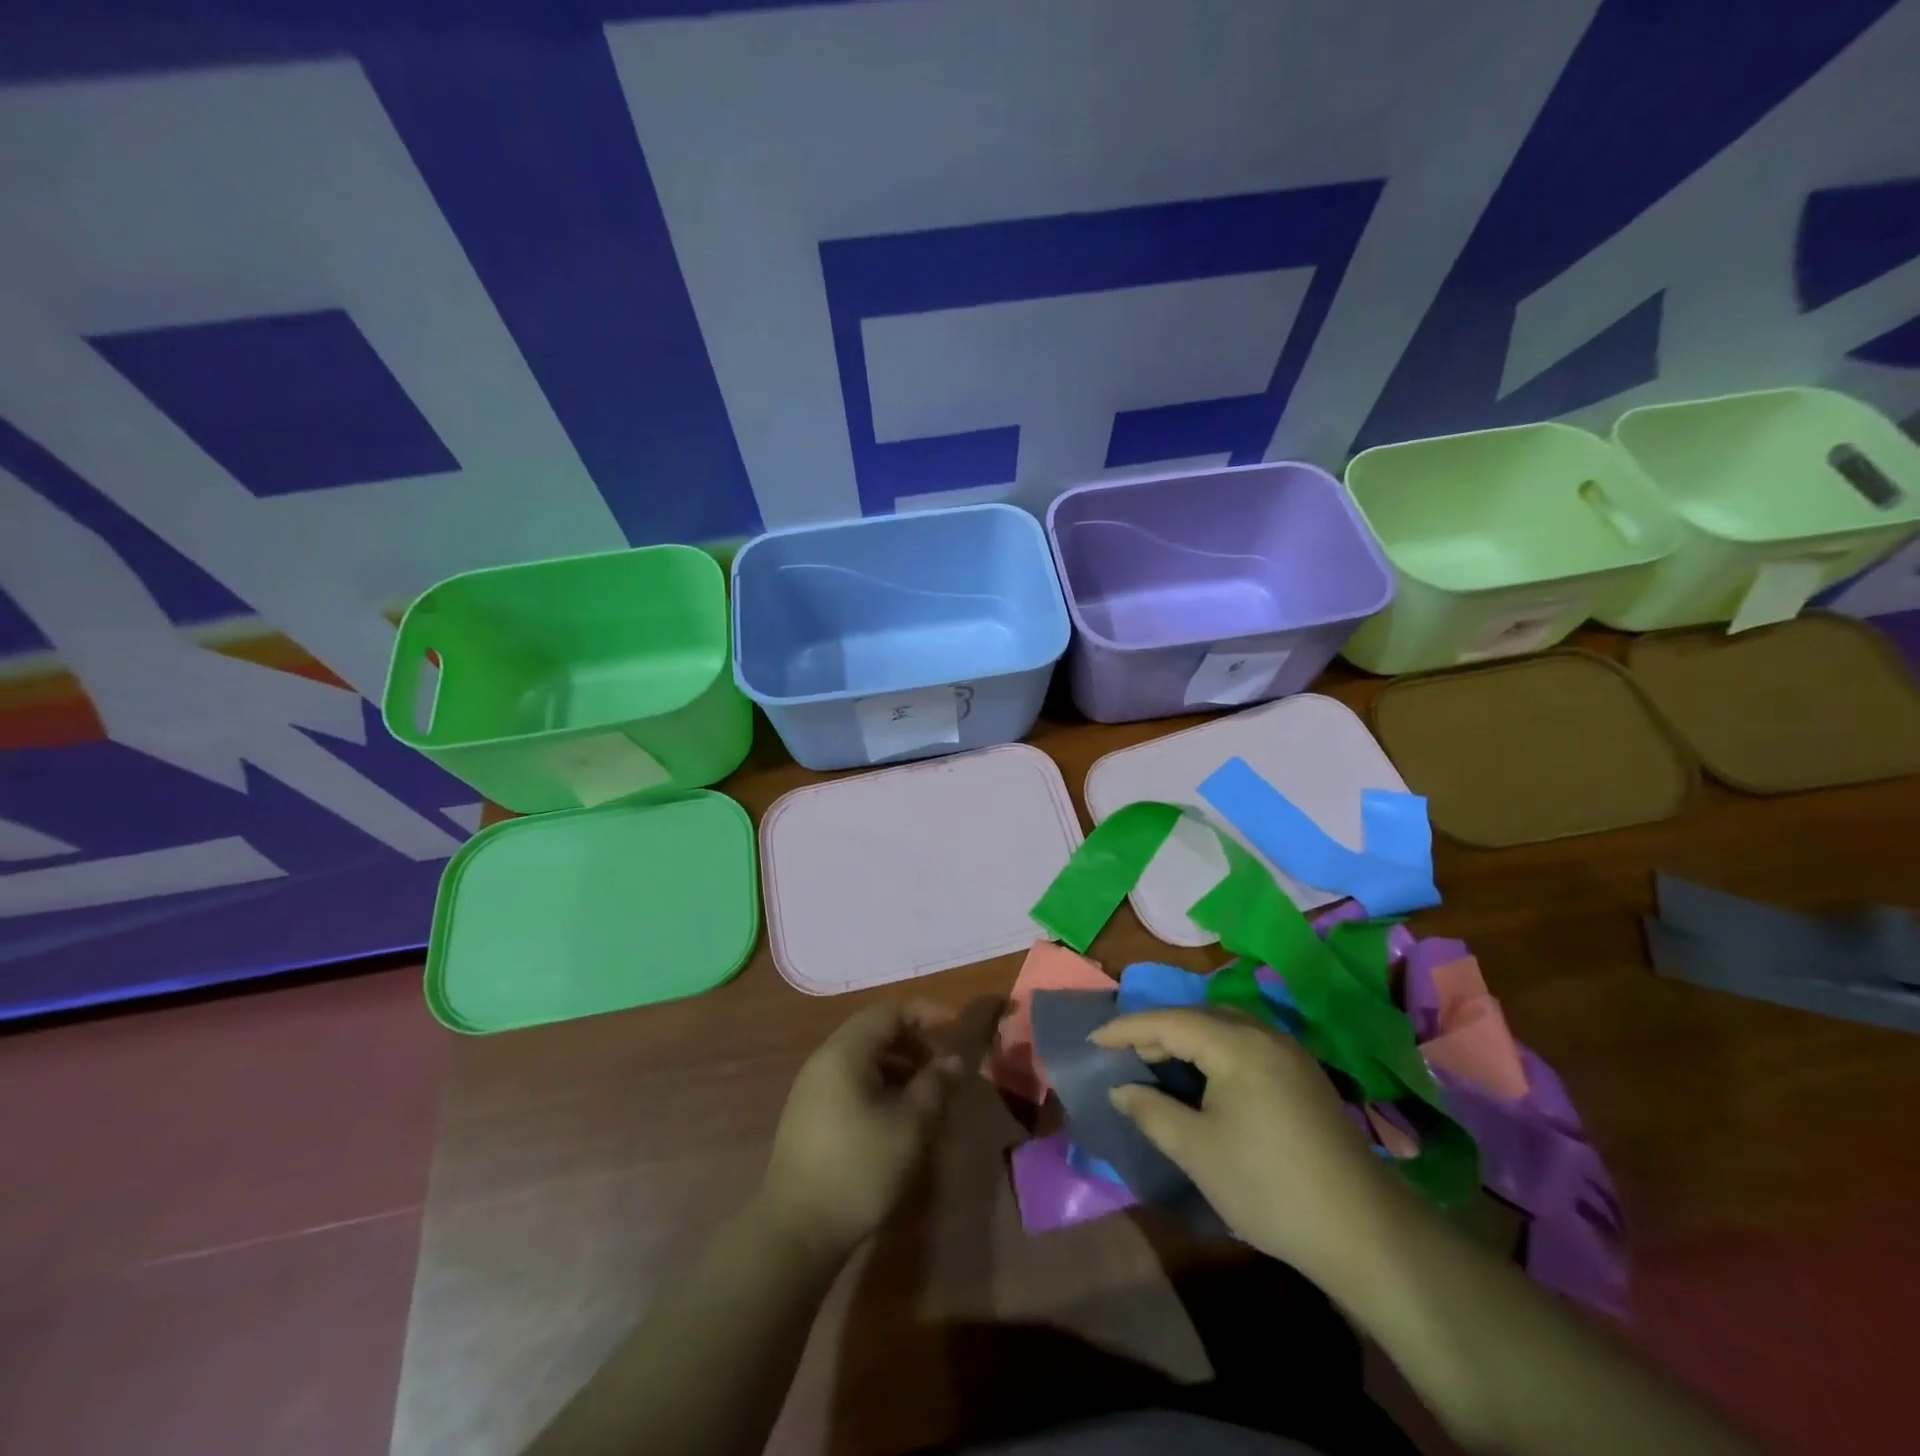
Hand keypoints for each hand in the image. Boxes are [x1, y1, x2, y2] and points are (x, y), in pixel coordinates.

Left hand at [758, 1002, 963, 1259]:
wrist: (796, 1233)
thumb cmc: (859, 1170)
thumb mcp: (910, 1127)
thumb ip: (935, 1086)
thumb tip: (954, 1061)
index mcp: (845, 1052)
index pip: (890, 1011)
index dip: (926, 1015)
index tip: (955, 1031)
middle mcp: (824, 1060)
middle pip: (875, 1032)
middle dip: (915, 1042)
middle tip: (944, 1067)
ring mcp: (813, 1088)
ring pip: (864, 1059)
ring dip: (900, 1066)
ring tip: (927, 1095)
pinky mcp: (810, 1115)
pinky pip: (851, 1081)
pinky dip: (881, 1085)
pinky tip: (898, 1117)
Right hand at [1092, 1008, 1408, 1283]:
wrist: (1364, 1231)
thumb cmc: (1267, 1186)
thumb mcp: (1197, 1151)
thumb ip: (1152, 1111)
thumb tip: (1122, 1089)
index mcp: (1236, 1044)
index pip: (1168, 1022)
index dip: (1126, 1029)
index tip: (1092, 1040)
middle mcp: (1264, 1034)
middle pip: (1196, 1017)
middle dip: (1155, 1032)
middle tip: (1122, 1055)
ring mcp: (1289, 1054)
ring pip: (1222, 1029)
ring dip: (1185, 1041)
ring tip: (1156, 1065)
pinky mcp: (1303, 1076)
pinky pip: (1245, 1045)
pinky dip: (1213, 1053)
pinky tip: (1204, 1081)